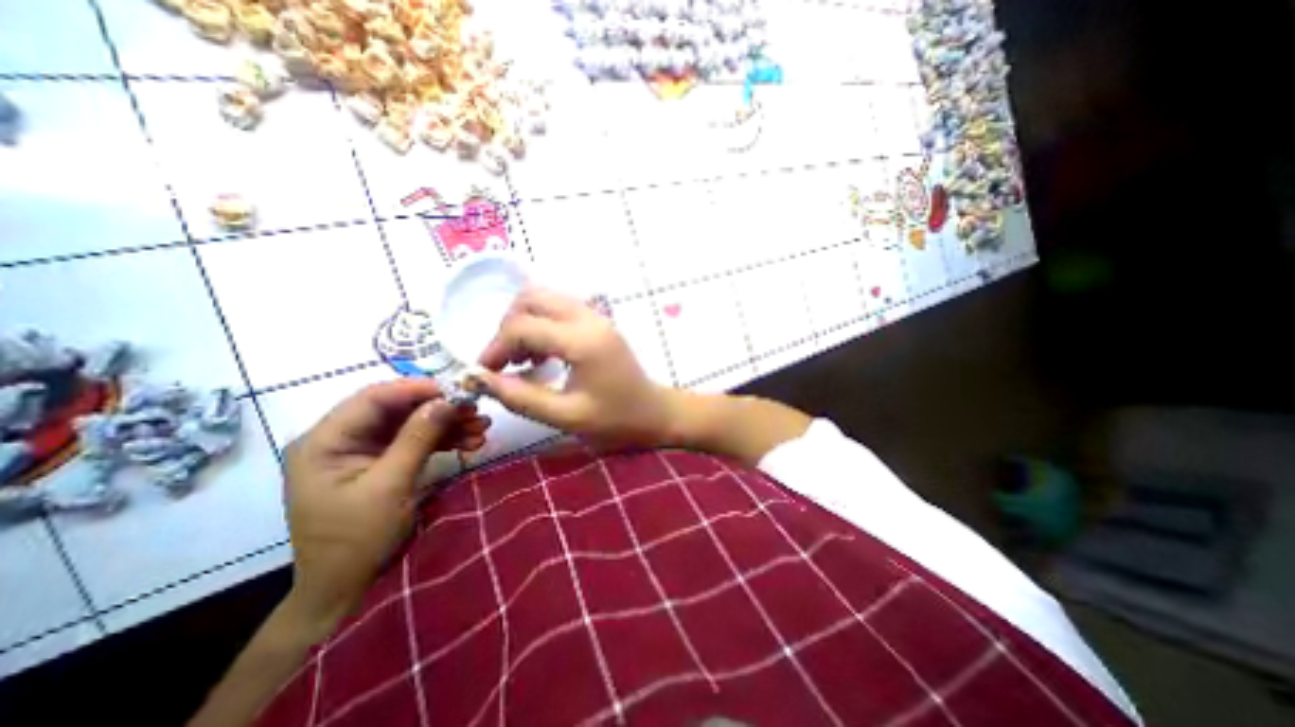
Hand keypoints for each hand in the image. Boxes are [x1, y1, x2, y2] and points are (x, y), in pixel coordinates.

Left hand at [285, 381, 490, 630]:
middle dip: (440, 409)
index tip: (458, 390)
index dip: (418, 389)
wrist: (346, 588)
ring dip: (447, 425)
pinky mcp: (381, 462)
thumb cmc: (357, 540)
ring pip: (411, 424)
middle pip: (397, 409)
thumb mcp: (390, 486)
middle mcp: (342, 439)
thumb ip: (417, 438)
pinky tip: (471, 441)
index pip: (374, 398)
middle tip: (477, 410)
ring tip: (482, 427)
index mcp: (325, 442)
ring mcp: (363, 451)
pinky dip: (443, 440)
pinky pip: (416, 441)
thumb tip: (447, 400)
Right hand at [475, 287, 679, 448]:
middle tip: (504, 362)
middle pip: (531, 298)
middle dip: (508, 327)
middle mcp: (588, 318)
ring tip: (521, 359)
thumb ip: (520, 397)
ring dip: (524, 322)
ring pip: (544, 298)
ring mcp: (596, 316)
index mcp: (582, 341)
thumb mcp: (565, 416)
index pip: (523, 326)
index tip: (486, 373)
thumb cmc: (616, 420)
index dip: (495, 348)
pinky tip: (541, 353)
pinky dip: (541, 323)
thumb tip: (480, 380)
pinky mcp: (598, 322)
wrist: (655, 413)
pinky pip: (559, 308)